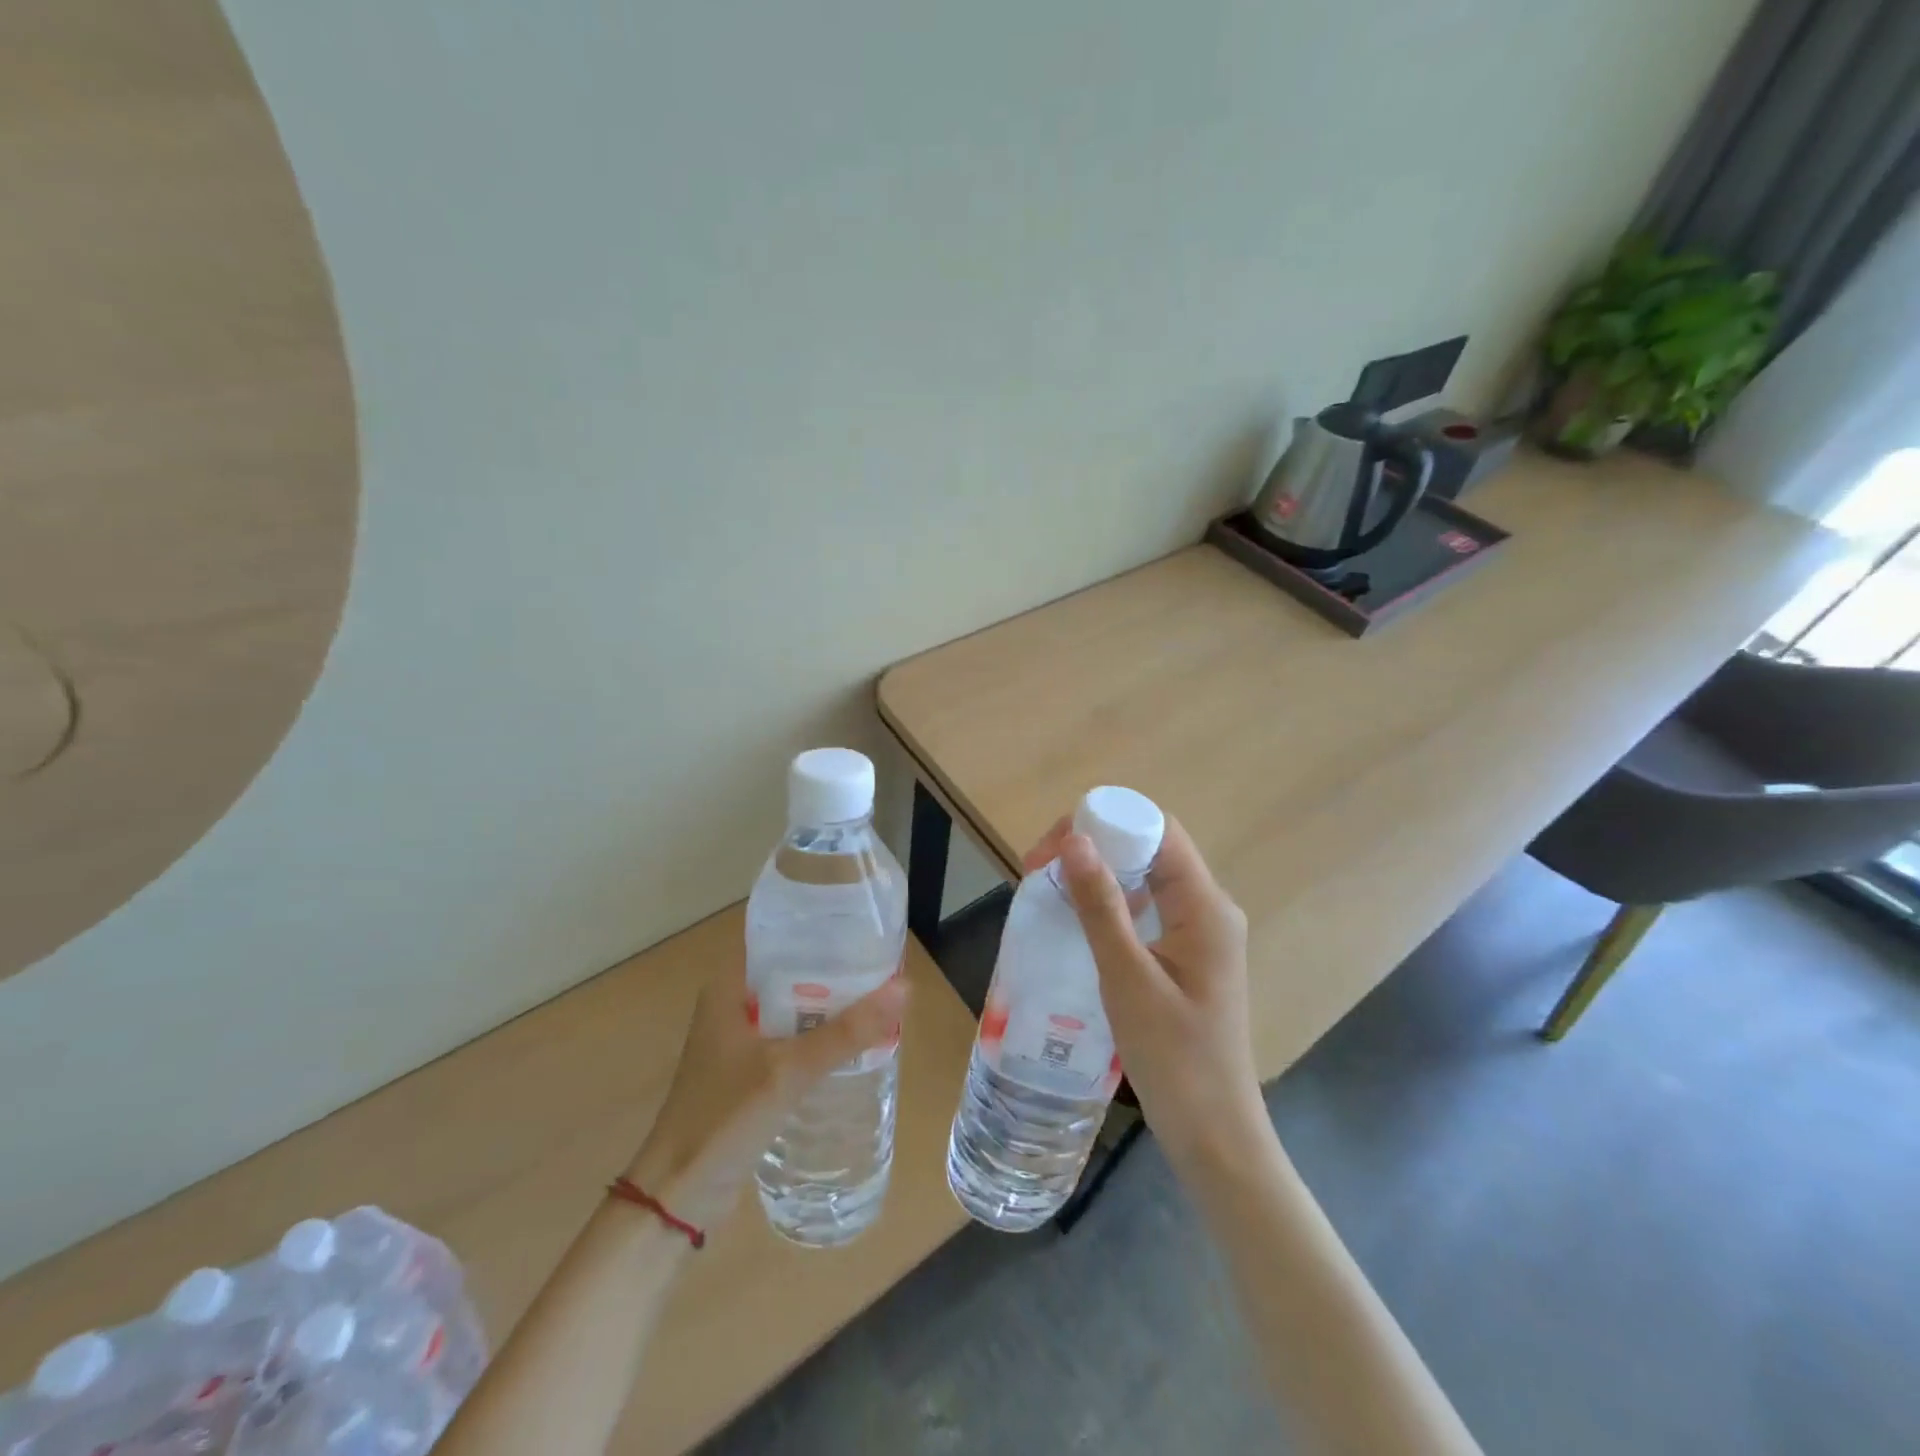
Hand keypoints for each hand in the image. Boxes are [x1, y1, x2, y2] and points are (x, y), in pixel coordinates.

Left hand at [625, 954, 906, 1232]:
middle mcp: (733, 1004)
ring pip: (795, 1009)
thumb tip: (905, 988)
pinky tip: (854, 1043)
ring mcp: (740, 1040)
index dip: (821, 930)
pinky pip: (792, 1040)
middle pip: (792, 973)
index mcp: (729, 986)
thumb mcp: (788, 1070)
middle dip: (835, 971)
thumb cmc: (723, 1118)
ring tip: (879, 999)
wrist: (677, 1196)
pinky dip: (820, 1037)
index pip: (779, 938)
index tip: (865, 930)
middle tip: (884, 966)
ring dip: (830, 1007)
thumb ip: (845, 1032)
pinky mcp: (749, 1071)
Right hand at [1024, 813, 1262, 1166]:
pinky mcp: (1187, 957)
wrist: (1215, 1136)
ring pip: (1146, 879)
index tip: (1053, 846)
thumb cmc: (1174, 1058)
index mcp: (1205, 906)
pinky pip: (1146, 910)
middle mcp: (1208, 909)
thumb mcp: (1128, 978)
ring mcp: (1200, 934)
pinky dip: (1111, 904)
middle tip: (1039, 870)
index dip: (1106, 823)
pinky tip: (1078, 921)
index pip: (1157, 830)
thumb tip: (1073, 840)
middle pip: (1150, 849)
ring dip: (1099, 875)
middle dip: (1094, 846)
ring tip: (1050, 889)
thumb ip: (1101, 906)